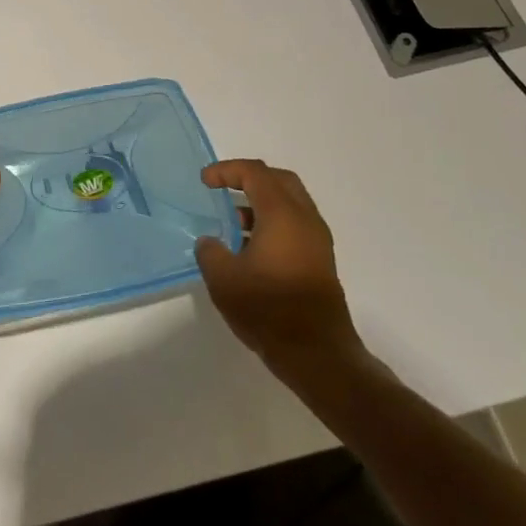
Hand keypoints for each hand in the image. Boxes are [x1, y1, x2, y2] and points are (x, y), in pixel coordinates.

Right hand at [195, 160, 367, 388]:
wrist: (318, 355)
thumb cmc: (269, 310)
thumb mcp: (224, 279)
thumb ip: (210, 252)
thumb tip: (210, 242)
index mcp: (282, 214)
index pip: (255, 173)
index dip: (227, 170)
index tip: (205, 181)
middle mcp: (305, 219)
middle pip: (279, 180)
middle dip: (249, 178)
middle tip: (224, 189)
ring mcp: (317, 241)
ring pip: (290, 204)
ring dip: (262, 204)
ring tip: (233, 223)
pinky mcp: (321, 261)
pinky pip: (295, 225)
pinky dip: (273, 223)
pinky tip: (252, 249)